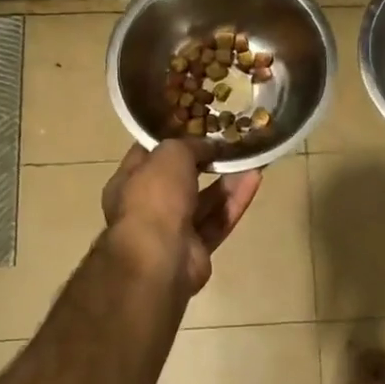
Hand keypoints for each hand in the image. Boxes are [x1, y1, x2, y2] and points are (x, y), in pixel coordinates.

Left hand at [101, 141, 261, 295]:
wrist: (160, 258)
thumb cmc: (155, 197)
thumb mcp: (170, 154)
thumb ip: (190, 145)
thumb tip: (209, 145)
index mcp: (129, 182)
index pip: (150, 154)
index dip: (173, 138)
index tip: (199, 125)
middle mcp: (148, 206)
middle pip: (180, 179)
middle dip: (205, 161)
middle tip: (230, 142)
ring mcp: (173, 230)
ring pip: (204, 200)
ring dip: (226, 180)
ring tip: (249, 158)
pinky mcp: (197, 249)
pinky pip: (219, 220)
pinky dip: (235, 200)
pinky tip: (255, 178)